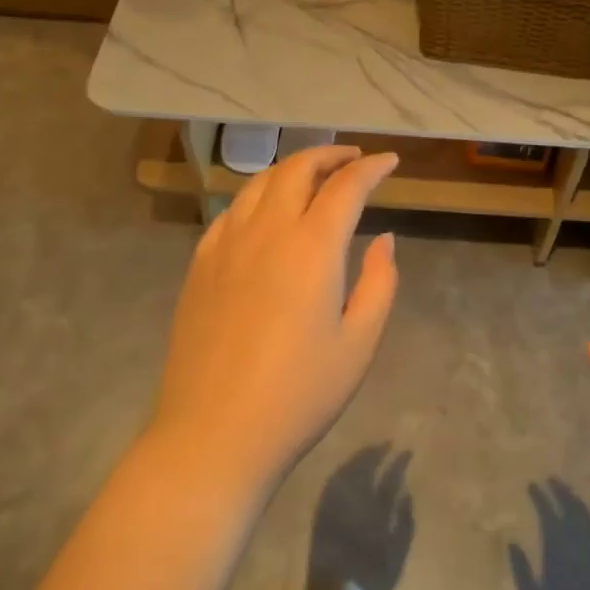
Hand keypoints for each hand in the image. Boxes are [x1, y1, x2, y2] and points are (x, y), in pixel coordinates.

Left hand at [149, 146, 399, 493]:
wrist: (213, 435)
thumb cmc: (298, 395)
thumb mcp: (359, 344)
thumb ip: (379, 283)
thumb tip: (384, 240)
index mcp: (312, 248)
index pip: (346, 187)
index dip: (372, 168)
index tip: (390, 161)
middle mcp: (267, 232)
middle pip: (297, 169)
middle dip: (329, 155)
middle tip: (353, 159)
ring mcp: (226, 245)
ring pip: (260, 183)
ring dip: (291, 169)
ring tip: (313, 176)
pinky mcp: (200, 265)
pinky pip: (232, 211)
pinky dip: (258, 196)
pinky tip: (266, 212)